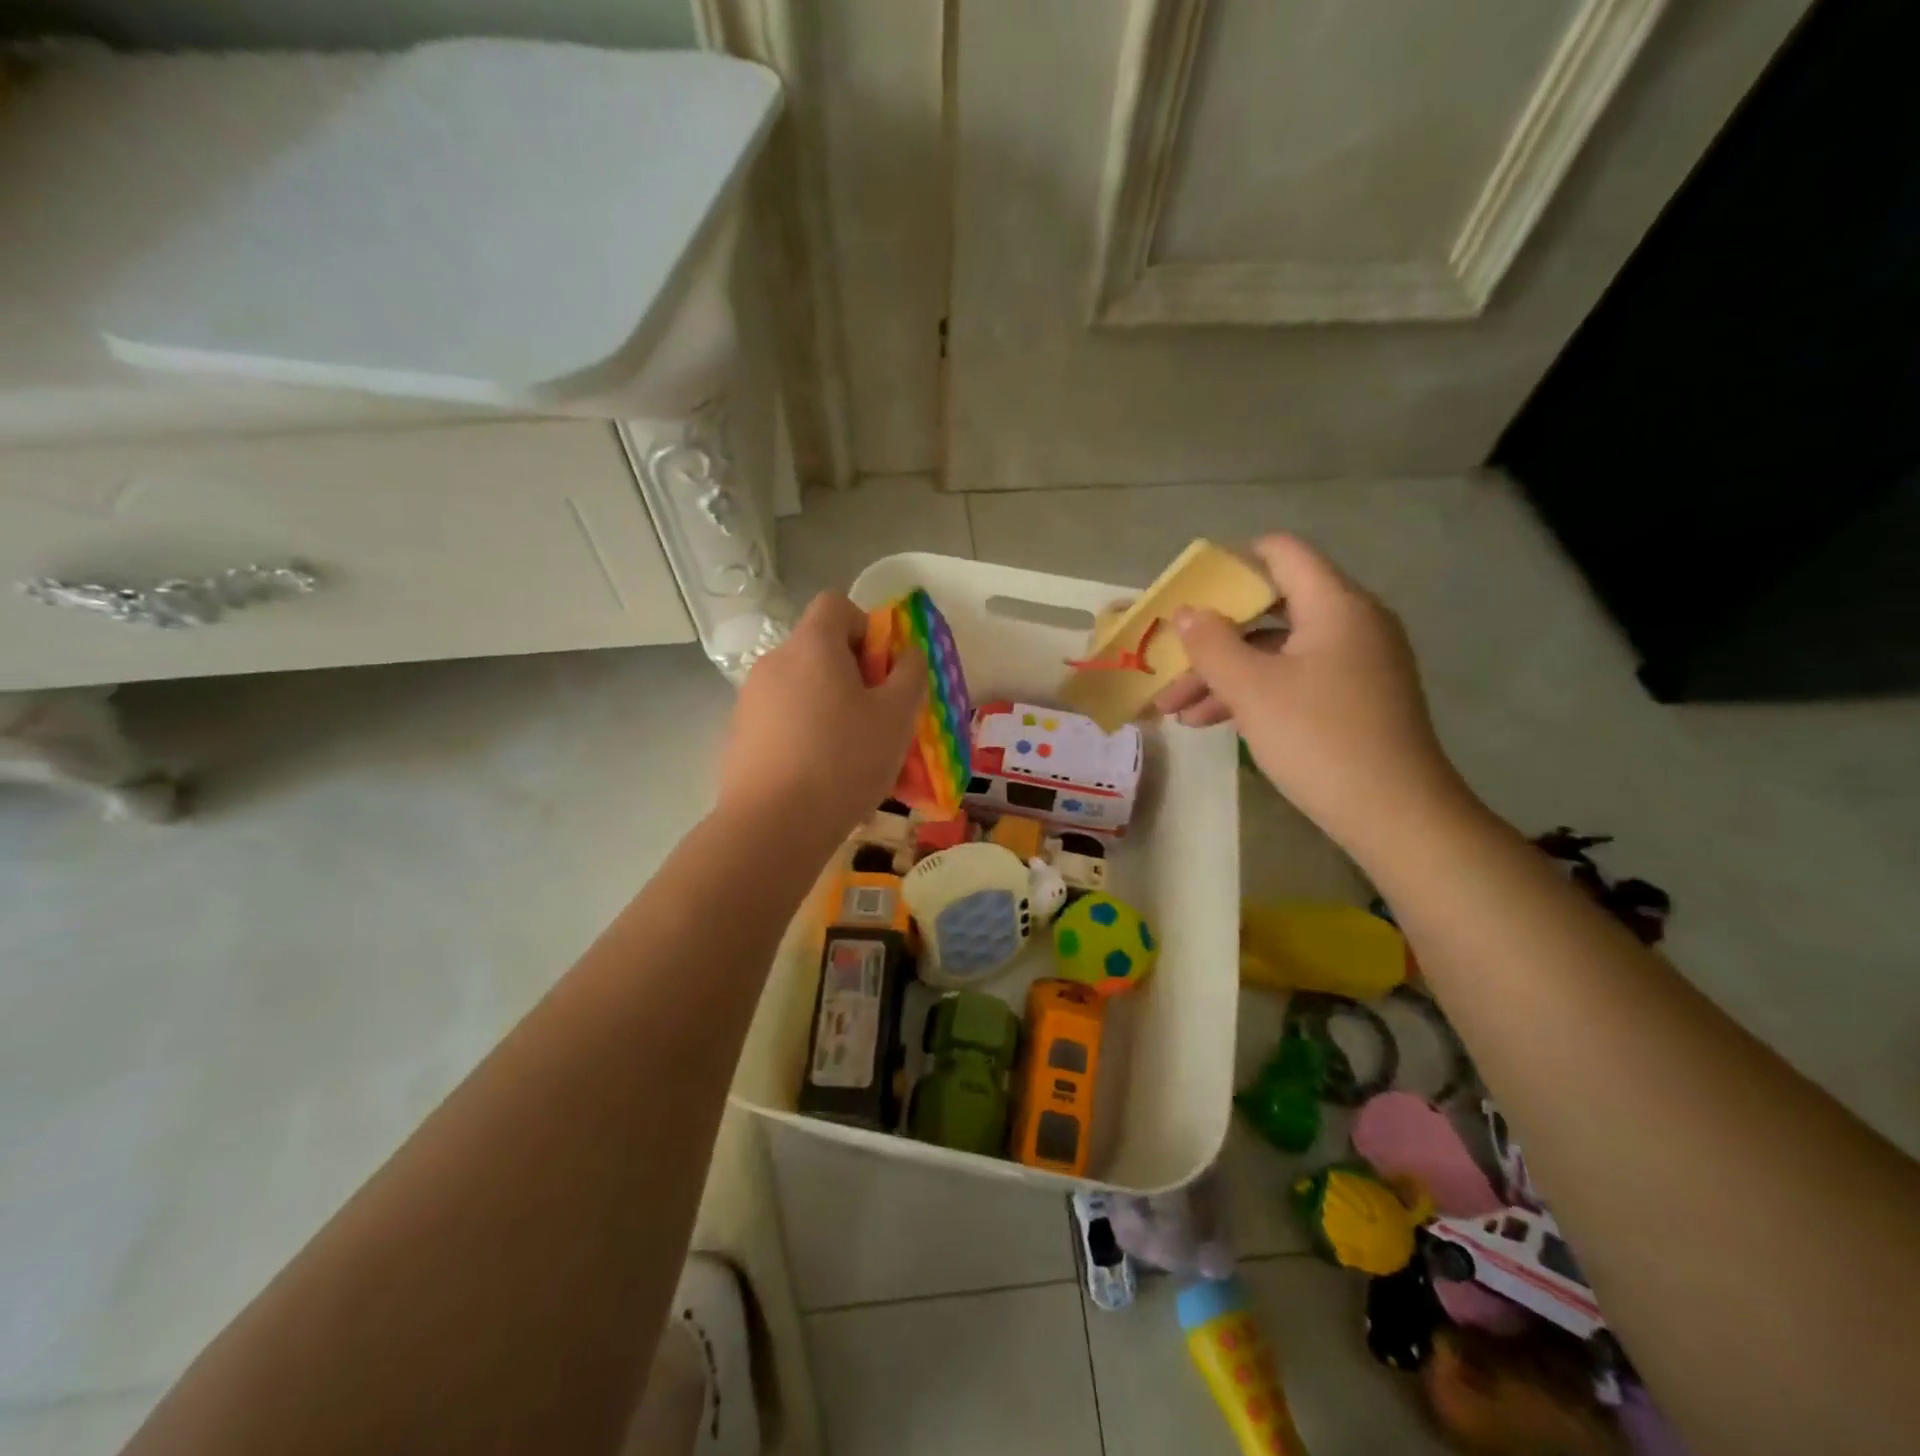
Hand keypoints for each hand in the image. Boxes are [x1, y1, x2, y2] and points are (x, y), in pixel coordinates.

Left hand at [718, 592, 926, 846]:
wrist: (772, 827)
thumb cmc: (844, 761)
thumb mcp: (896, 716)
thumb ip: (910, 675)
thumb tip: (907, 654)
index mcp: (811, 646)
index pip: (836, 604)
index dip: (866, 626)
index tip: (882, 670)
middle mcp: (773, 663)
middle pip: (818, 649)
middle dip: (852, 676)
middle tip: (876, 719)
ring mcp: (749, 701)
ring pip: (802, 690)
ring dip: (829, 708)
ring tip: (851, 756)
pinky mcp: (738, 737)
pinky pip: (782, 722)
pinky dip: (804, 735)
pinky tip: (820, 777)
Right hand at [1153, 535, 1469, 854]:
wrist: (1395, 815)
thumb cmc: (1319, 739)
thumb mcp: (1251, 689)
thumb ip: (1211, 644)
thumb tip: (1186, 612)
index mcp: (1335, 605)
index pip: (1281, 553)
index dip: (1231, 564)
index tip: (1188, 592)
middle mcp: (1351, 623)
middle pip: (1270, 609)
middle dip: (1213, 636)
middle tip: (1170, 660)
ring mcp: (1355, 662)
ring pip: (1276, 651)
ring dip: (1224, 673)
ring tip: (1175, 709)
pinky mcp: (1353, 697)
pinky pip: (1293, 678)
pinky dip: (1253, 692)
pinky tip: (1210, 722)